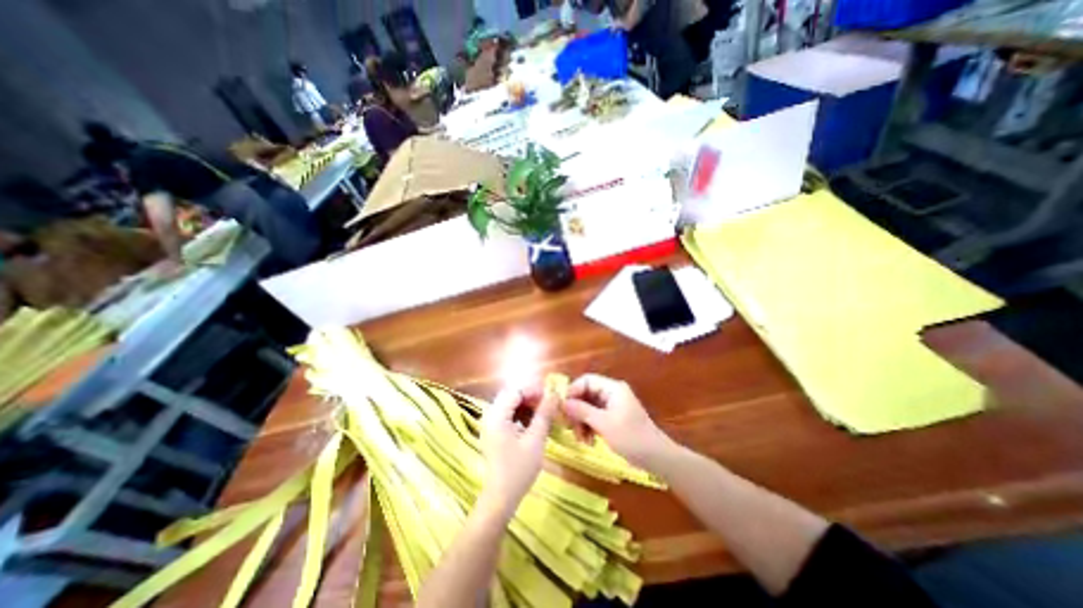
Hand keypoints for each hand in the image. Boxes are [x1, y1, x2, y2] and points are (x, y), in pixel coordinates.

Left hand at [480, 385, 557, 516]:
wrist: (501, 498)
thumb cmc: (519, 469)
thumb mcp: (535, 440)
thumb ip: (544, 414)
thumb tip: (554, 394)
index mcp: (497, 416)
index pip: (515, 391)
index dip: (533, 390)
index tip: (551, 394)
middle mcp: (490, 416)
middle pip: (511, 396)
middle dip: (530, 397)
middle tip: (548, 403)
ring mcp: (491, 425)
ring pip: (510, 405)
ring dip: (526, 405)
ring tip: (543, 412)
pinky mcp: (494, 433)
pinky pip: (508, 415)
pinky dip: (521, 415)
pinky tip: (533, 423)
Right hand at [562, 374, 673, 468]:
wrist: (656, 457)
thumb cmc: (632, 437)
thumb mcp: (604, 424)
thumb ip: (582, 411)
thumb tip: (562, 402)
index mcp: (612, 388)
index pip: (586, 380)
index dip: (573, 391)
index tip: (563, 408)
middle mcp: (611, 393)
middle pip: (585, 394)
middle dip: (576, 410)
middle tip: (569, 427)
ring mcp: (612, 406)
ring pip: (588, 407)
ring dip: (581, 421)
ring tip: (581, 439)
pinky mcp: (612, 418)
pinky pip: (594, 417)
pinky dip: (589, 427)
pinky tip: (588, 441)